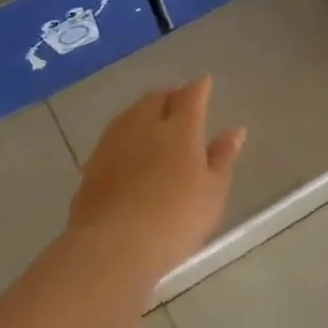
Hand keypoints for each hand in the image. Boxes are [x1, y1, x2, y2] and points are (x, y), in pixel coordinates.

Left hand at [69, 79, 244, 278]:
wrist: (113, 245)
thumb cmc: (176, 218)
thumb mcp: (213, 191)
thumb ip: (222, 157)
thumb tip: (234, 130)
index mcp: (180, 129)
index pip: (191, 97)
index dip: (199, 88)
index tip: (204, 82)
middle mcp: (145, 126)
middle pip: (156, 98)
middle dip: (169, 93)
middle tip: (178, 95)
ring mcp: (114, 143)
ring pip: (130, 113)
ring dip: (144, 108)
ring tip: (152, 113)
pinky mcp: (92, 164)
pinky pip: (113, 135)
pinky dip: (125, 130)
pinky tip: (127, 143)